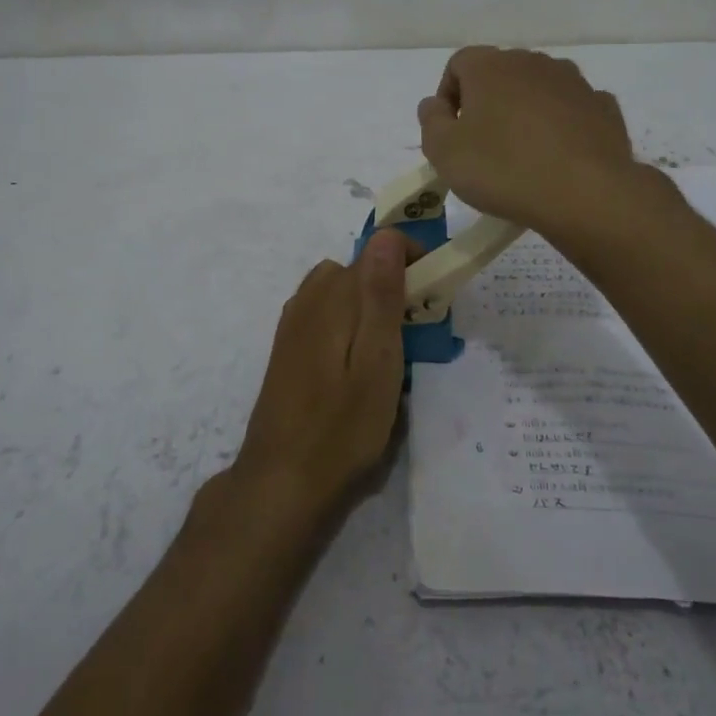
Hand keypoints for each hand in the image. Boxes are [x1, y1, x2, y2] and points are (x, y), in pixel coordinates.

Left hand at [234, 230, 414, 518]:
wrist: (281, 481)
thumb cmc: (341, 426)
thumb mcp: (377, 361)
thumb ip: (380, 295)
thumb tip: (386, 235)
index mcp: (332, 296)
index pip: (377, 249)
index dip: (411, 259)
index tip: (435, 292)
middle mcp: (308, 299)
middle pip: (358, 270)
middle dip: (392, 285)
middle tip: (418, 330)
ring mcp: (292, 324)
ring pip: (340, 292)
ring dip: (369, 306)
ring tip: (392, 350)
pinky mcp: (287, 349)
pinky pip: (325, 315)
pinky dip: (349, 324)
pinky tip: (357, 366)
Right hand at [417, 46, 637, 238]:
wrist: (586, 193)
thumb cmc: (504, 169)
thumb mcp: (444, 152)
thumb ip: (431, 121)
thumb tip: (435, 104)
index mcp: (490, 66)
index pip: (458, 64)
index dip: (449, 96)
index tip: (451, 132)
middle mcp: (533, 62)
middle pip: (500, 74)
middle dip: (488, 103)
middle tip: (483, 146)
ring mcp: (573, 81)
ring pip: (539, 89)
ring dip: (526, 112)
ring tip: (524, 154)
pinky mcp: (603, 106)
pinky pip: (572, 110)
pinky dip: (562, 126)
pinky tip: (559, 158)